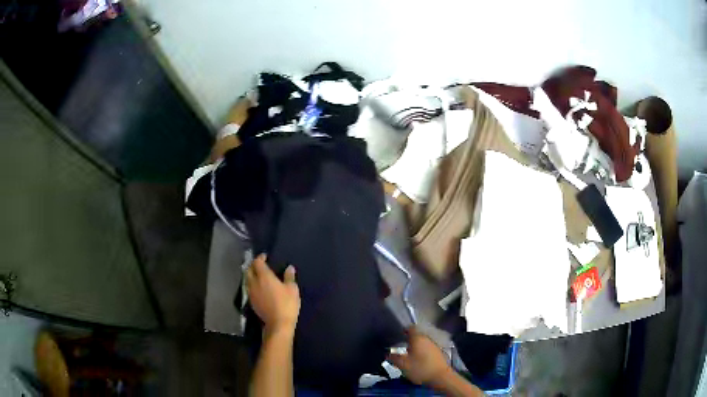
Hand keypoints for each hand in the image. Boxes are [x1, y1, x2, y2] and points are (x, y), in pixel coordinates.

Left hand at [246, 254, 300, 334]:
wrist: (278, 324)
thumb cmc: (287, 304)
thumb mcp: (292, 289)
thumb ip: (289, 277)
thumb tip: (289, 267)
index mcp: (264, 276)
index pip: (257, 262)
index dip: (260, 258)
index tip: (265, 257)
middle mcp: (254, 282)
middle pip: (248, 270)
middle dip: (253, 265)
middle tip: (260, 265)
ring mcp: (251, 292)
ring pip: (247, 279)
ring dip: (251, 275)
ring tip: (258, 275)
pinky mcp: (251, 301)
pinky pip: (249, 288)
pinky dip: (252, 284)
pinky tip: (258, 287)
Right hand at [388, 327, 451, 384]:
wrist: (441, 377)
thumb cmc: (420, 368)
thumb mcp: (403, 364)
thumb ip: (393, 357)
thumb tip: (388, 353)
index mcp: (417, 338)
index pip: (410, 328)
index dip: (403, 330)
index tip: (397, 336)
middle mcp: (426, 339)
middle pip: (416, 336)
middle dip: (407, 341)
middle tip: (399, 348)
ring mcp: (434, 346)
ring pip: (421, 343)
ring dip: (414, 347)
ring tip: (407, 355)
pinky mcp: (438, 353)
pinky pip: (426, 349)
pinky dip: (421, 352)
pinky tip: (417, 360)